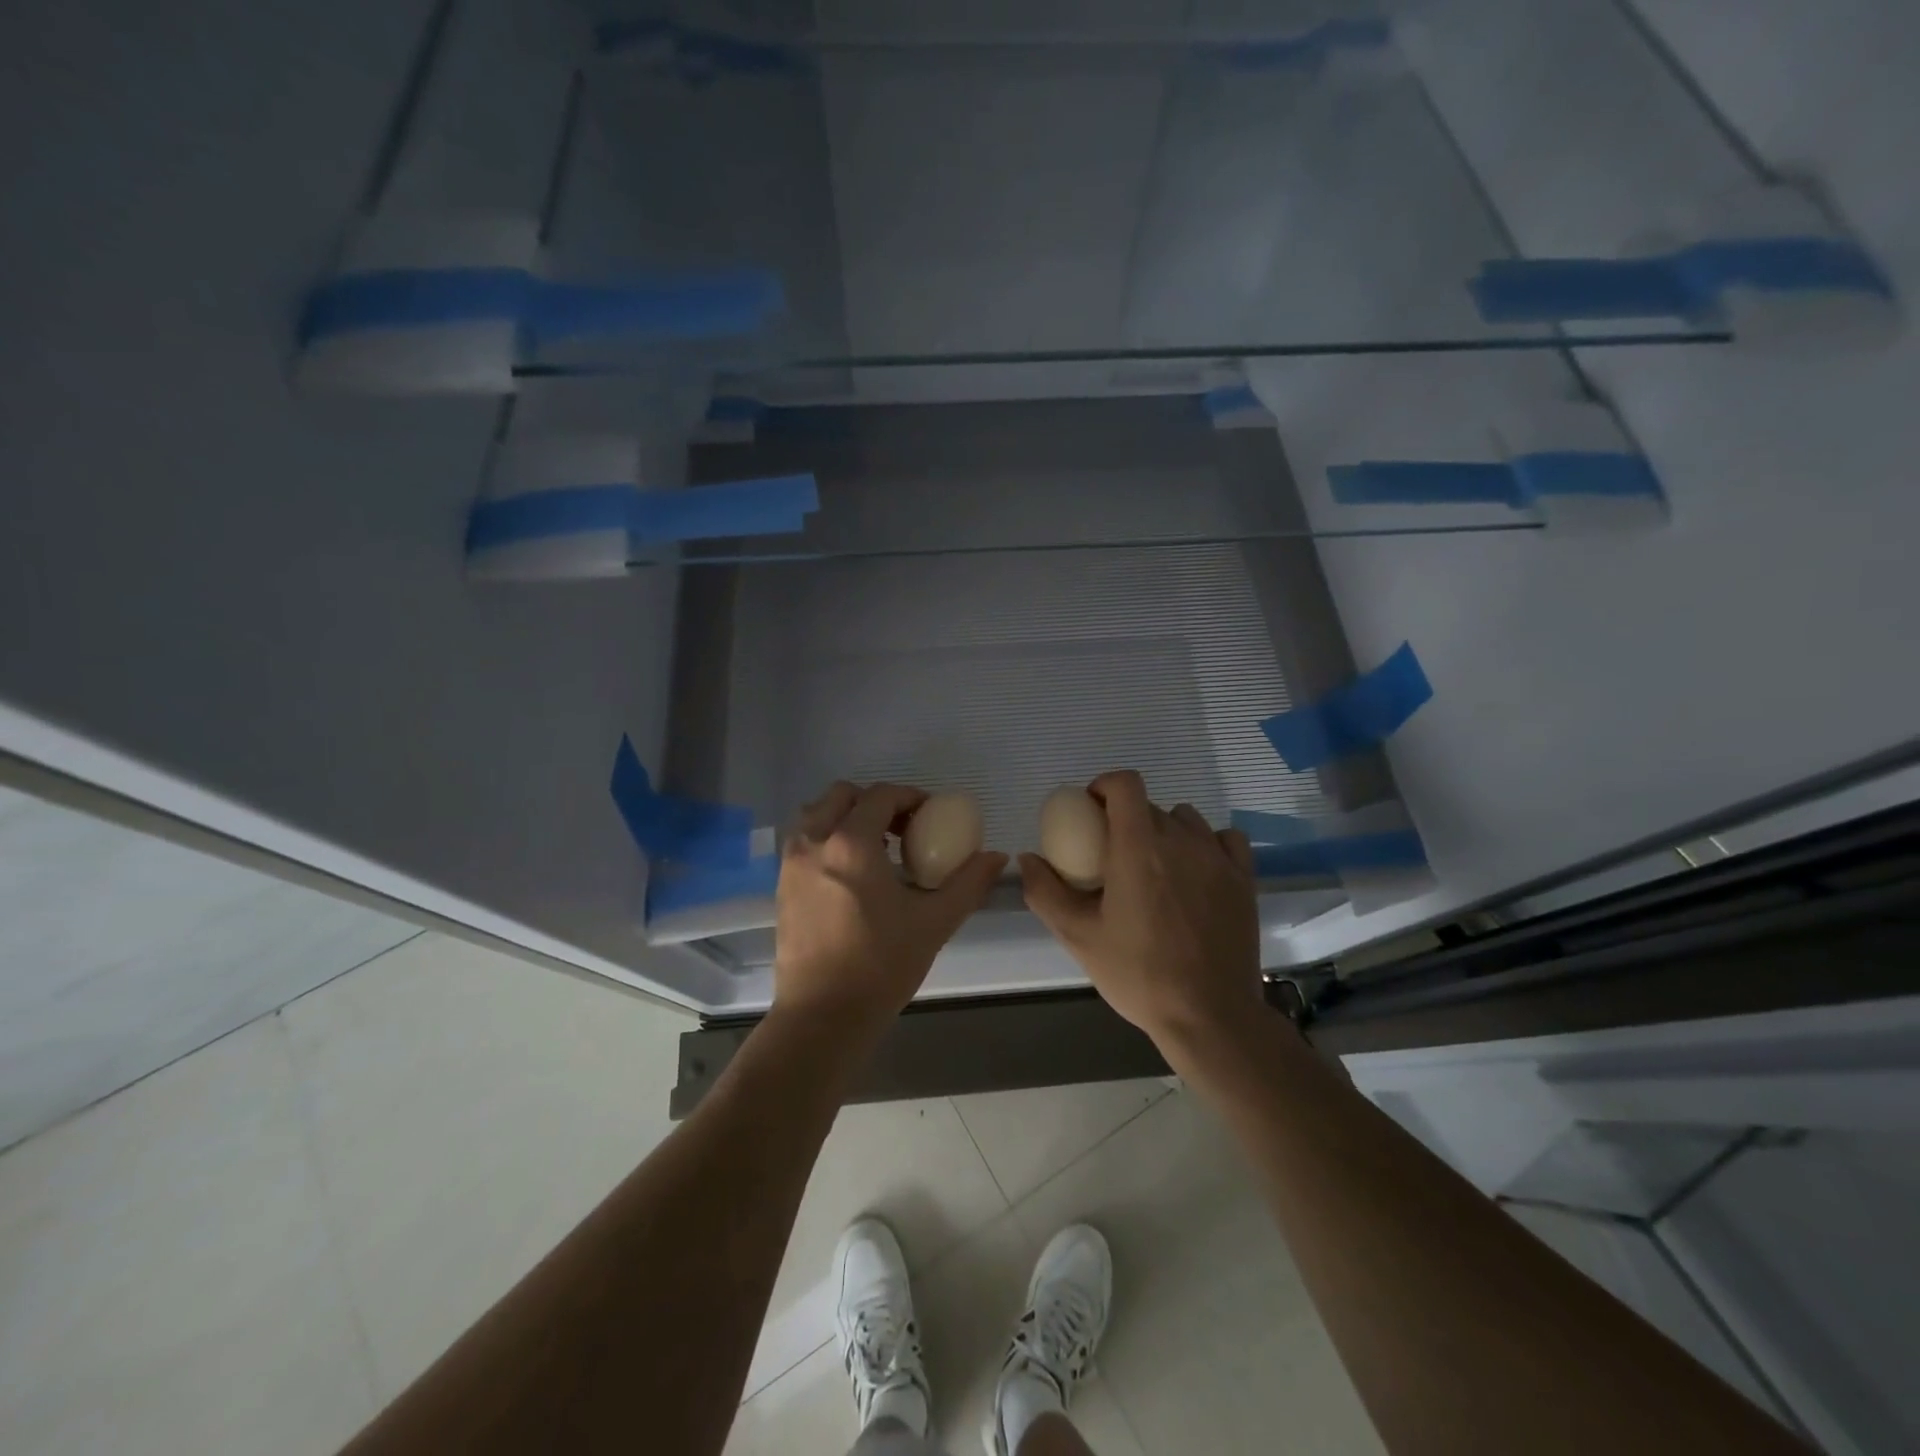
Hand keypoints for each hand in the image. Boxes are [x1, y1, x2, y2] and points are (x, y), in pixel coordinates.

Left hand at [774, 781, 1007, 1029]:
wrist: (822, 1015)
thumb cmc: (881, 965)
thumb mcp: (934, 922)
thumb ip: (969, 883)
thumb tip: (997, 857)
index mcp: (851, 843)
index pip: (880, 795)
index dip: (909, 796)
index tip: (930, 814)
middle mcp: (814, 842)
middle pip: (842, 795)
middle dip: (874, 801)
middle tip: (902, 827)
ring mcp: (792, 864)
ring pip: (817, 815)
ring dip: (847, 817)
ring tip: (876, 848)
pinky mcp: (781, 886)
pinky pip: (805, 842)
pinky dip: (829, 839)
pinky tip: (853, 874)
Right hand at [1019, 770, 1262, 1056]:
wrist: (1209, 1015)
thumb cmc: (1138, 974)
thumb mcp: (1078, 936)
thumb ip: (1046, 892)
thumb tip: (1028, 858)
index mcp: (1139, 848)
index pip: (1125, 783)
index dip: (1104, 786)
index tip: (1090, 811)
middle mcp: (1181, 841)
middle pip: (1149, 806)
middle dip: (1125, 819)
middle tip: (1112, 856)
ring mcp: (1218, 858)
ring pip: (1186, 819)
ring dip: (1164, 830)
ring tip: (1155, 866)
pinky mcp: (1244, 878)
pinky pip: (1224, 839)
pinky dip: (1207, 843)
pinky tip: (1196, 870)